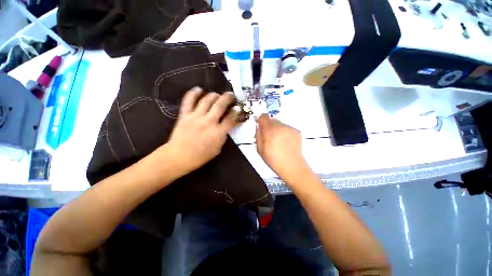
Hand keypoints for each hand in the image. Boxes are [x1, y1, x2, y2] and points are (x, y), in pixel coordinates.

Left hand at [165, 87, 237, 173]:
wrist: (179, 156)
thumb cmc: (201, 156)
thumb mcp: (217, 149)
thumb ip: (223, 136)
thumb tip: (226, 125)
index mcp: (218, 132)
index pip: (230, 119)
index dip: (236, 112)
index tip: (238, 107)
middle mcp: (208, 122)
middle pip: (220, 105)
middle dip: (227, 98)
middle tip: (231, 94)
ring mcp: (195, 117)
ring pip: (206, 100)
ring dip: (214, 95)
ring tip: (217, 94)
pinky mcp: (184, 115)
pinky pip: (188, 101)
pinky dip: (193, 93)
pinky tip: (199, 89)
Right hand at [256, 114, 311, 183]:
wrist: (292, 166)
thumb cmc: (273, 159)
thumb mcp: (260, 149)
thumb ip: (258, 135)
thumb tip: (259, 127)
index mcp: (270, 129)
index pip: (263, 116)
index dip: (261, 121)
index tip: (261, 127)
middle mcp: (280, 125)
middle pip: (272, 120)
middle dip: (269, 126)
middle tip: (269, 137)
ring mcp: (290, 128)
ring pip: (280, 124)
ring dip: (277, 129)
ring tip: (278, 141)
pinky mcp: (297, 132)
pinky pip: (287, 128)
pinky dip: (285, 133)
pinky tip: (286, 143)